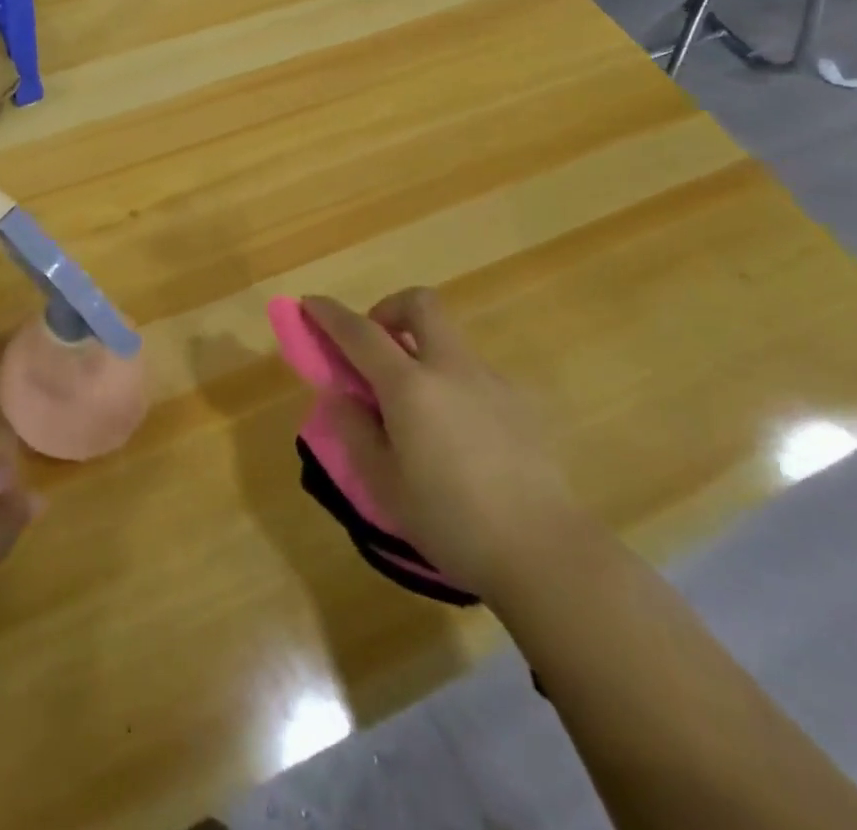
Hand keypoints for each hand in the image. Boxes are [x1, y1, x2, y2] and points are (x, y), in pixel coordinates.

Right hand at [302, 290, 588, 602]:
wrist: (547, 553)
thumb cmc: (452, 521)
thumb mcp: (384, 484)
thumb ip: (355, 431)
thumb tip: (343, 397)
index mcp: (410, 387)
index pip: (359, 332)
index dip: (329, 313)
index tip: (310, 302)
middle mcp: (451, 369)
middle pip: (420, 305)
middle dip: (389, 309)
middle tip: (376, 346)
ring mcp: (491, 382)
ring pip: (449, 339)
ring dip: (421, 349)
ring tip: (413, 407)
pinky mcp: (520, 405)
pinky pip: (472, 373)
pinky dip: (450, 381)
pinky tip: (454, 434)